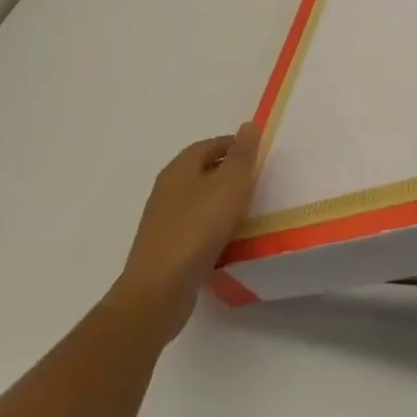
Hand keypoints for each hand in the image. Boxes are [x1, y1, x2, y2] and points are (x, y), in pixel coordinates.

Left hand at [107, 122, 261, 342]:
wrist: (158, 291)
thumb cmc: (198, 227)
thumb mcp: (231, 183)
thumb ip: (243, 154)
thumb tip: (249, 125)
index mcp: (179, 168)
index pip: (210, 144)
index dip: (235, 146)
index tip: (258, 156)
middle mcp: (167, 189)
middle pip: (203, 171)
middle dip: (229, 173)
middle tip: (257, 182)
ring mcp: (163, 221)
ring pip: (199, 200)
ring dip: (222, 202)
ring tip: (248, 211)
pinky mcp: (165, 249)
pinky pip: (195, 227)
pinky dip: (212, 227)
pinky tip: (228, 239)